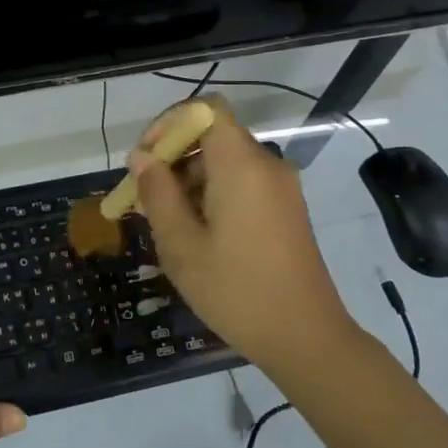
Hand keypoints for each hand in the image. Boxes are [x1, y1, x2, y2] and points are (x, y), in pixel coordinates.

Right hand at [129, 99, 362, 374]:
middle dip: (173, 159)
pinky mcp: (287, 210)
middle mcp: (266, 165)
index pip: (205, 109)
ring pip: (226, 163)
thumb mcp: (181, 244)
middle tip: (144, 201)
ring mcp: (281, 188)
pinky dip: (214, 195)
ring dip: (190, 182)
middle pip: (213, 137)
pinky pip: (243, 185)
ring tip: (165, 226)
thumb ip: (157, 193)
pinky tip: (197, 236)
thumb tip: (142, 157)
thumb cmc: (236, 290)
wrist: (306, 337)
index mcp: (242, 164)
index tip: (145, 160)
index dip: (169, 124)